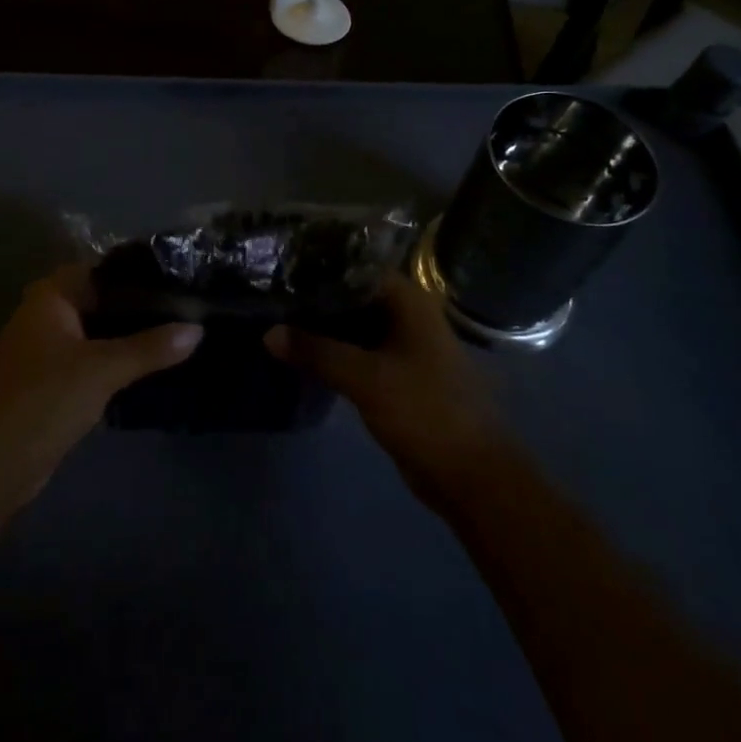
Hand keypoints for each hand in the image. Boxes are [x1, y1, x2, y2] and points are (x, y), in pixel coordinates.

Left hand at [0, 264, 201, 514]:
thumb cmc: (43, 400)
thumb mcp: (102, 370)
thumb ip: (150, 347)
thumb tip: (198, 328)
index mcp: (49, 296)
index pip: (102, 270)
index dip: (140, 274)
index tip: (180, 278)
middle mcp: (45, 314)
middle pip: (101, 300)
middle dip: (138, 307)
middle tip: (187, 307)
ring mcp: (46, 348)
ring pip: (97, 331)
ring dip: (129, 335)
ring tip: (179, 333)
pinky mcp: (51, 380)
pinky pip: (91, 358)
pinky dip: (116, 359)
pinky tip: (151, 365)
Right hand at [266, 273, 506, 512]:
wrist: (473, 475)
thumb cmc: (426, 411)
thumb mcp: (366, 378)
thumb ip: (316, 351)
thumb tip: (268, 333)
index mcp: (409, 301)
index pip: (357, 266)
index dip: (320, 266)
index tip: (282, 267)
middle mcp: (407, 315)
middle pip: (353, 295)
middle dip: (316, 297)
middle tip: (272, 295)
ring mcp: (403, 346)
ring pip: (354, 325)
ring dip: (323, 326)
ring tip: (277, 318)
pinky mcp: (397, 375)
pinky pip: (358, 351)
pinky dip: (334, 350)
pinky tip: (301, 353)